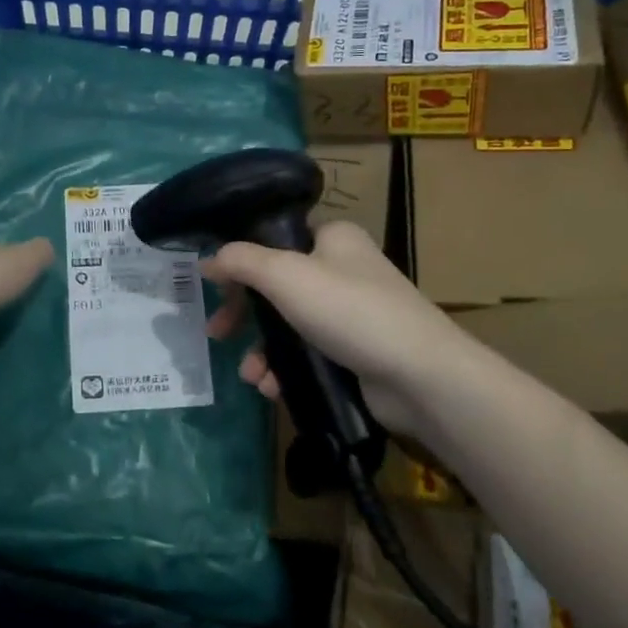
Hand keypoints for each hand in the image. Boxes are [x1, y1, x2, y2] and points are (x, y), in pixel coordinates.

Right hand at [202, 220, 462, 436]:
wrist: (419, 375)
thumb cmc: (350, 310)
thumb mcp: (285, 275)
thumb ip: (241, 261)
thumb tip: (208, 258)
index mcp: (333, 238)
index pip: (276, 239)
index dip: (241, 261)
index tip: (214, 286)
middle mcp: (343, 269)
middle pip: (276, 286)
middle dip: (243, 314)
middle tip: (217, 333)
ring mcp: (351, 313)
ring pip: (288, 325)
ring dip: (262, 350)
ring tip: (250, 376)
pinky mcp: (355, 352)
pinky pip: (307, 354)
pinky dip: (285, 369)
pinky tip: (272, 388)